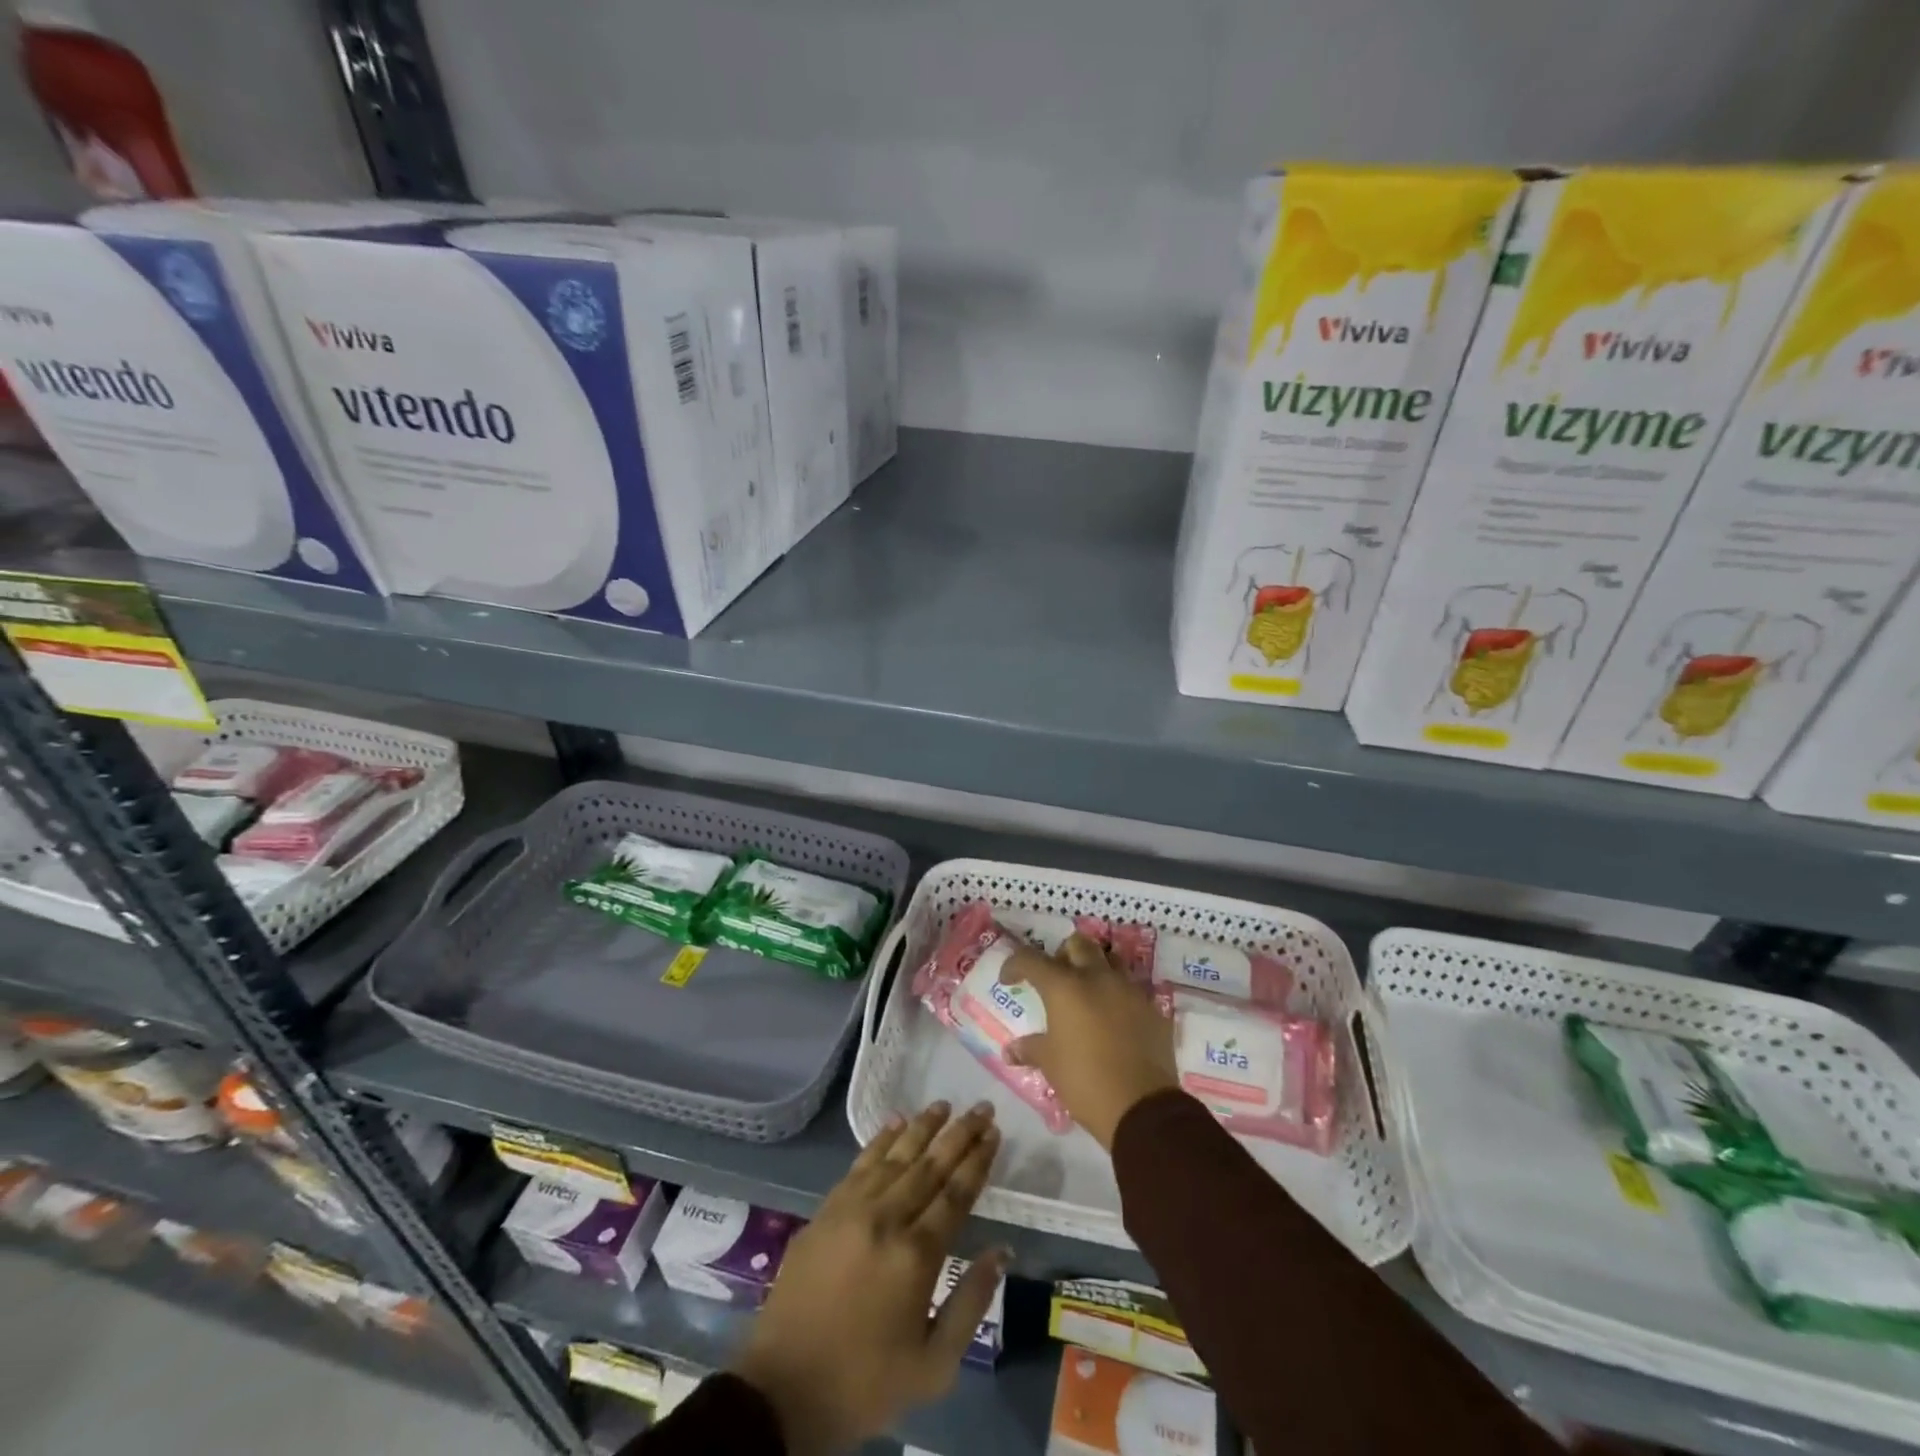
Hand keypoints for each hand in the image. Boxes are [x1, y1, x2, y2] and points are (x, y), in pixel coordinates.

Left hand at [731, 1102, 1007, 1455]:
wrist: (784, 1390)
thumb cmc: (865, 1382)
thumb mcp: (933, 1365)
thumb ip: (971, 1303)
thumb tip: (1001, 1250)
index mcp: (916, 1255)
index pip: (956, 1193)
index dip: (977, 1160)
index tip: (994, 1132)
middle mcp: (886, 1219)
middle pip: (930, 1165)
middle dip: (959, 1133)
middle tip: (981, 1107)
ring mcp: (852, 1209)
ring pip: (896, 1156)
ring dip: (922, 1127)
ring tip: (944, 1105)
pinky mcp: (826, 1210)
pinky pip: (860, 1164)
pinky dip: (880, 1141)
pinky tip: (896, 1123)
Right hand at [1001, 933, 1178, 1147]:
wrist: (1142, 1107)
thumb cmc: (1085, 1081)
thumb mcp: (1051, 1064)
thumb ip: (1031, 1049)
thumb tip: (1011, 1050)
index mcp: (1065, 987)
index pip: (1031, 959)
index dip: (1015, 965)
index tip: (1009, 980)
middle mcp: (1097, 978)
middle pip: (1078, 945)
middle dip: (1062, 955)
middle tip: (1055, 980)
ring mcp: (1129, 990)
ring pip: (1109, 960)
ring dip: (1094, 969)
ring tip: (1086, 994)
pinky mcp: (1152, 1008)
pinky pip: (1131, 989)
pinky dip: (1117, 995)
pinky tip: (1113, 1019)